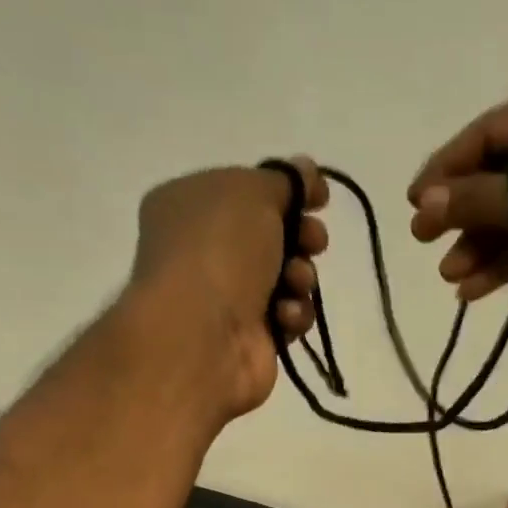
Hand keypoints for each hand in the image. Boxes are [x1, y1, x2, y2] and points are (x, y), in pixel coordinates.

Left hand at [126, 157, 329, 418]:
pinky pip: (287, 316)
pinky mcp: (249, 337)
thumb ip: (286, 179)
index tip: (319, 197)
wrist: (204, 336)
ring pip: (286, 277)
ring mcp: (225, 297)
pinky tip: (283, 317)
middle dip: (302, 236)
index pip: (246, 190)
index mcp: (189, 204)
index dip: (287, 191)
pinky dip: (292, 314)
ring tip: (294, 283)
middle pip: (272, 234)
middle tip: (313, 242)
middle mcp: (203, 250)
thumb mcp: (253, 192)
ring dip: (301, 276)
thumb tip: (306, 170)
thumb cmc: (220, 250)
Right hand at [407, 73, 507, 330]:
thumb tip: (425, 200)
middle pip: (498, 174)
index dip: (448, 166)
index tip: (415, 203)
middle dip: (461, 211)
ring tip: (450, 276)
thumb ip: (480, 197)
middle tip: (423, 241)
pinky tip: (475, 290)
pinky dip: (506, 263)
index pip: (491, 132)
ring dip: (480, 244)